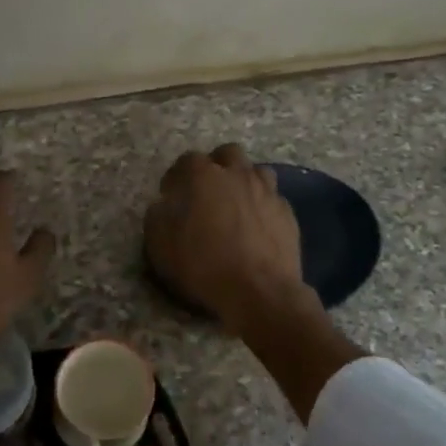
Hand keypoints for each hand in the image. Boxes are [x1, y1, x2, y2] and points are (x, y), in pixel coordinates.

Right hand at [144, 144, 308, 331]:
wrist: (260, 292)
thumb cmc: (205, 266)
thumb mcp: (162, 246)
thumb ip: (157, 217)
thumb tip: (162, 206)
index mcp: (204, 176)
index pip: (187, 160)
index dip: (177, 175)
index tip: (171, 194)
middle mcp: (238, 175)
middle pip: (228, 153)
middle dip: (216, 165)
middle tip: (207, 190)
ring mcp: (267, 191)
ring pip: (256, 171)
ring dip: (244, 181)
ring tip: (236, 204)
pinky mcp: (287, 213)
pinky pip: (273, 198)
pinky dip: (263, 206)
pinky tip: (258, 226)